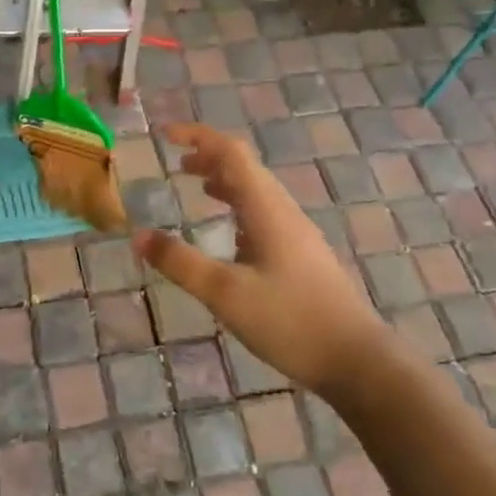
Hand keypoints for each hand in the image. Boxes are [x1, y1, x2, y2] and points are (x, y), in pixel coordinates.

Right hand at [134, 122, 380, 394]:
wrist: (357, 361)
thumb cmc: (290, 320)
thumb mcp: (225, 293)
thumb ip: (180, 262)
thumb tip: (138, 235)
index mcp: (266, 209)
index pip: (231, 152)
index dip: (198, 136)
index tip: (165, 134)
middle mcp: (283, 212)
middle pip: (245, 168)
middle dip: (210, 158)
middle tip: (178, 165)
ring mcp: (298, 234)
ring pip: (257, 192)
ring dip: (226, 182)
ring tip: (198, 189)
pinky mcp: (303, 256)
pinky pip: (265, 215)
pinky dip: (239, 209)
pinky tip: (231, 236)